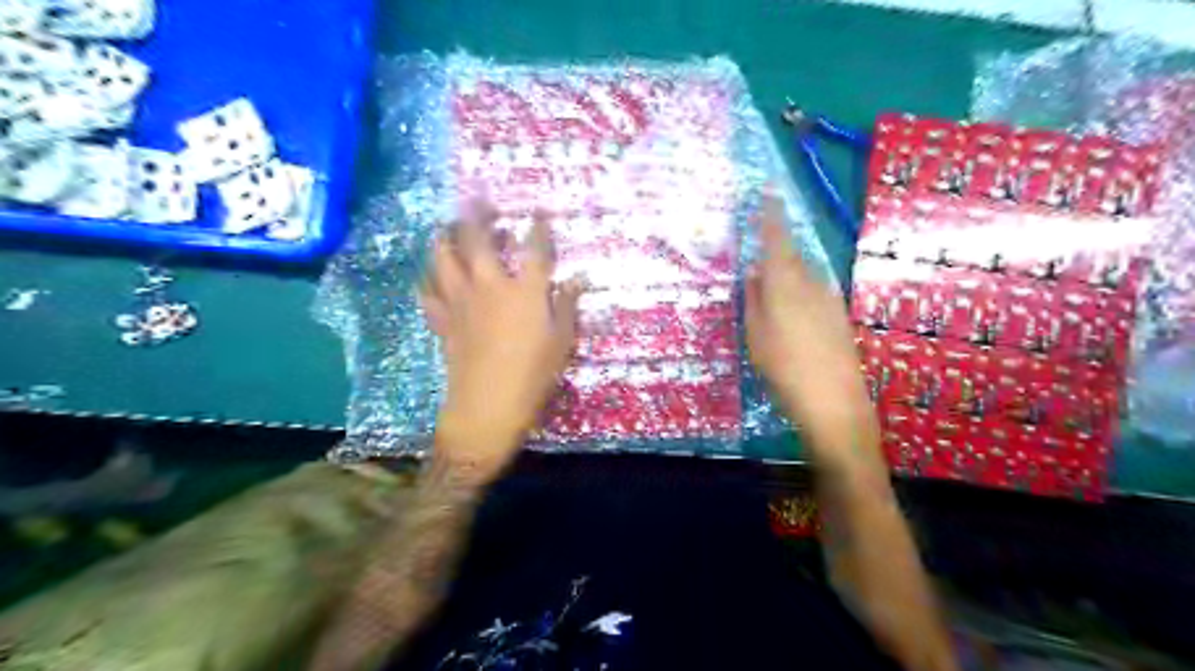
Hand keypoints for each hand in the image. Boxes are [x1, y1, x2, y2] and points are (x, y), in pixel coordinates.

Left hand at [420, 203, 582, 478]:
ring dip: (444, 239)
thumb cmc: (533, 376)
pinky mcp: (444, 322)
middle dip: (477, 214)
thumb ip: (567, 307)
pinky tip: (428, 279)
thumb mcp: (561, 343)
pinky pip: (428, 295)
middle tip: (476, 196)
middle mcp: (490, 286)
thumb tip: (578, 280)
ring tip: (444, 228)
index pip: (534, 249)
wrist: (487, 408)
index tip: (539, 213)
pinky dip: (427, 284)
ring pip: (444, 259)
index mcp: (525, 291)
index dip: (538, 228)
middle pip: (478, 240)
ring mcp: (461, 302)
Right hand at [749, 196, 880, 473]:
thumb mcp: (756, 335)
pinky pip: (813, 291)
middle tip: (757, 261)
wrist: (834, 401)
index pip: (777, 238)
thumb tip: (755, 273)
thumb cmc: (784, 368)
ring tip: (772, 297)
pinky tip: (791, 316)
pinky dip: (799, 293)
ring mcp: (829, 298)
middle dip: (776, 252)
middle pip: (791, 256)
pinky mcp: (838, 314)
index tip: (769, 190)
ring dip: (787, 276)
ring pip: (803, 275)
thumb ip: (754, 299)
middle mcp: (812, 282)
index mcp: (785, 283)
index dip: (771, 214)